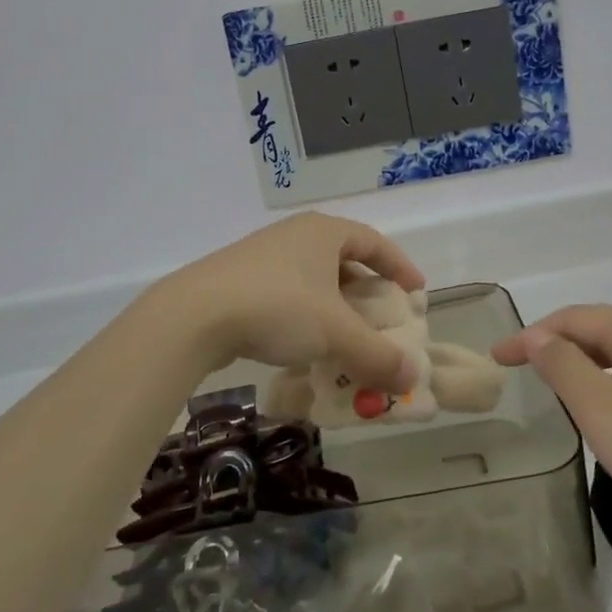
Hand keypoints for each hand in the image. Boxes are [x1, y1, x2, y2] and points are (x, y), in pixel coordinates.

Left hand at [152, 213, 425, 391]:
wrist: (194, 315)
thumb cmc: (277, 307)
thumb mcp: (335, 333)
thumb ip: (376, 355)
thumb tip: (410, 379)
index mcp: (323, 232)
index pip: (374, 241)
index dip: (399, 266)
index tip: (417, 291)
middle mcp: (295, 236)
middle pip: (343, 261)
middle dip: (366, 292)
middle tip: (382, 319)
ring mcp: (263, 257)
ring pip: (313, 281)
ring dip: (335, 309)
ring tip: (346, 338)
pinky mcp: (239, 280)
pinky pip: (287, 295)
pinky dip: (306, 318)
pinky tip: (304, 346)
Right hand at [492, 305, 611, 540]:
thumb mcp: (598, 407)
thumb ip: (561, 364)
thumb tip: (539, 337)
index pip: (574, 318)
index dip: (531, 334)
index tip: (498, 358)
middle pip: (604, 330)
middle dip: (560, 345)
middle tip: (526, 371)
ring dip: (589, 365)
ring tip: (564, 391)